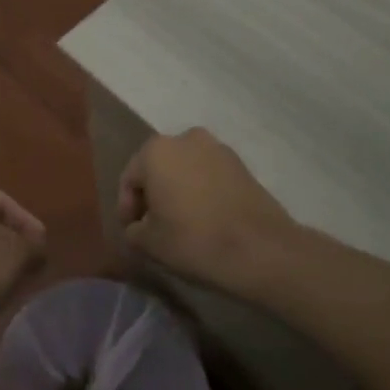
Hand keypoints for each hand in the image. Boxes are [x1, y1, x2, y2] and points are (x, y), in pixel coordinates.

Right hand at [117, 129, 296, 291]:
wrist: (262, 250)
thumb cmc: (194, 240)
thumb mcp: (149, 243)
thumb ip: (134, 230)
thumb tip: (139, 226)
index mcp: (155, 151)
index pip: (130, 179)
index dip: (127, 208)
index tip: (133, 232)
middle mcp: (184, 139)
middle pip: (158, 169)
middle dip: (153, 195)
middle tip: (154, 226)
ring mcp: (217, 148)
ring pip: (185, 170)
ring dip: (178, 191)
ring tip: (182, 223)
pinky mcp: (242, 164)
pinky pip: (209, 175)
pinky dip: (202, 192)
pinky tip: (206, 219)